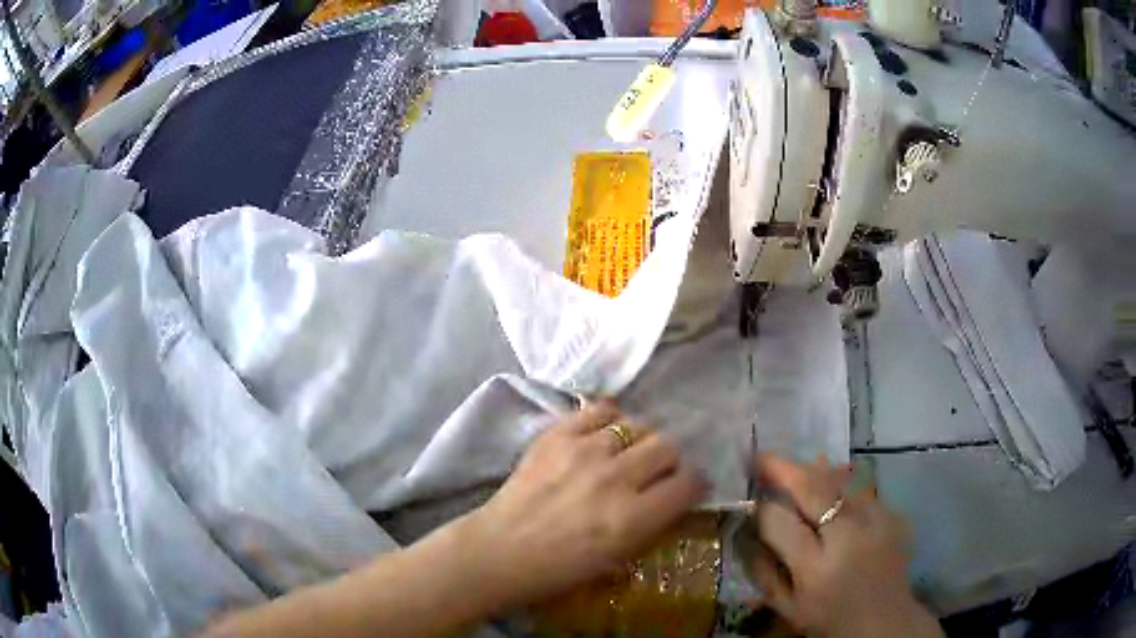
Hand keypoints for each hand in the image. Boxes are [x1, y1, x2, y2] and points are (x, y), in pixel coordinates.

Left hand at [460, 401, 706, 609]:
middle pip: (667, 446)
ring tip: (628, 453)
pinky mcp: (557, 435)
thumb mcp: (618, 558)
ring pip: (637, 425)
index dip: (694, 484)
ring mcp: (584, 451)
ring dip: (640, 441)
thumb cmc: (559, 569)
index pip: (688, 483)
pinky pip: (600, 410)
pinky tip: (605, 433)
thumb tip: (676, 496)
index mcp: (632, 518)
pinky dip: (609, 419)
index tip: (687, 487)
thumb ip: (653, 524)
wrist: (500, 550)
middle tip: (658, 471)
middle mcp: (615, 478)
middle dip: (670, 460)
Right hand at [752, 455, 942, 637]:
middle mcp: (849, 538)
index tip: (752, 500)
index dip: (762, 508)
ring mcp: (877, 521)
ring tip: (794, 469)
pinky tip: (831, 496)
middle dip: (784, 469)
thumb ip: (763, 570)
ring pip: (839, 482)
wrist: (884, 621)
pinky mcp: (894, 514)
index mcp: (816, 569)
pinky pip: (859, 493)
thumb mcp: (786, 607)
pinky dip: (839, 491)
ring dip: (812, 473)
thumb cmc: (829, 619)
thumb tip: (746, 531)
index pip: (780, 522)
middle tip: (762, 458)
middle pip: (813, 488)